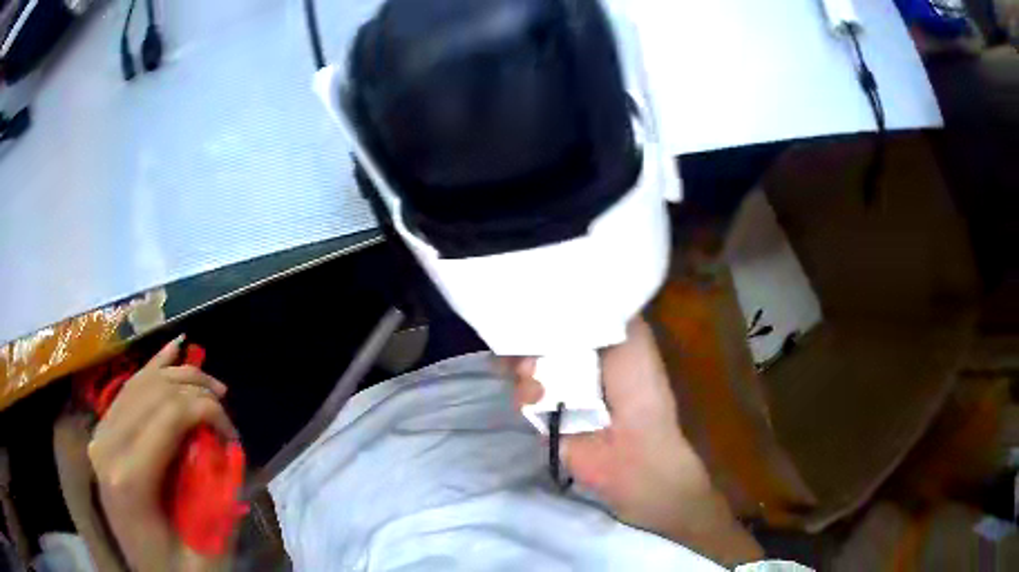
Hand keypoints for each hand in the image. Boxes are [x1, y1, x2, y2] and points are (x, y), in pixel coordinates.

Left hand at [88, 337, 236, 571]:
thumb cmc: (179, 570)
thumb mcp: (208, 551)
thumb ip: (216, 500)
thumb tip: (224, 449)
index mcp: (128, 478)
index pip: (169, 414)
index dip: (207, 410)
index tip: (233, 434)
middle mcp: (106, 447)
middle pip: (154, 391)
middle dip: (196, 389)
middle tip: (225, 412)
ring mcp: (100, 436)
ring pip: (140, 383)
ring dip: (178, 376)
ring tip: (211, 387)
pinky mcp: (103, 435)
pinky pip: (126, 391)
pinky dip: (152, 367)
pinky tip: (173, 348)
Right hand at [512, 319, 762, 564]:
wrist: (633, 447)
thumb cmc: (640, 389)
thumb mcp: (635, 337)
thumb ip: (608, 309)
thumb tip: (574, 287)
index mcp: (596, 341)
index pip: (559, 316)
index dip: (543, 308)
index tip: (527, 299)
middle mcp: (573, 362)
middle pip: (535, 338)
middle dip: (526, 335)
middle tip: (524, 336)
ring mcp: (556, 390)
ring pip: (522, 364)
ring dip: (526, 366)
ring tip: (536, 373)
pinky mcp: (540, 416)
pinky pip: (520, 396)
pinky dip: (525, 393)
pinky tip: (538, 397)